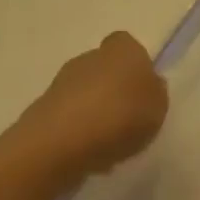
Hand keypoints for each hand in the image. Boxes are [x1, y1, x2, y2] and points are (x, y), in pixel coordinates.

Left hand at [8, 31, 168, 181]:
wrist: (57, 145)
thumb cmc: (119, 117)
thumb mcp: (159, 107)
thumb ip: (156, 93)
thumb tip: (148, 86)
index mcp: (122, 50)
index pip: (129, 45)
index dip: (137, 65)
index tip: (143, 89)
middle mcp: (89, 58)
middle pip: (105, 68)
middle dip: (114, 88)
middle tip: (128, 117)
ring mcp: (60, 84)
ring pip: (85, 93)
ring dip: (95, 111)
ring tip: (109, 142)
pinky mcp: (40, 111)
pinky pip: (68, 117)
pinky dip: (77, 130)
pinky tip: (87, 153)